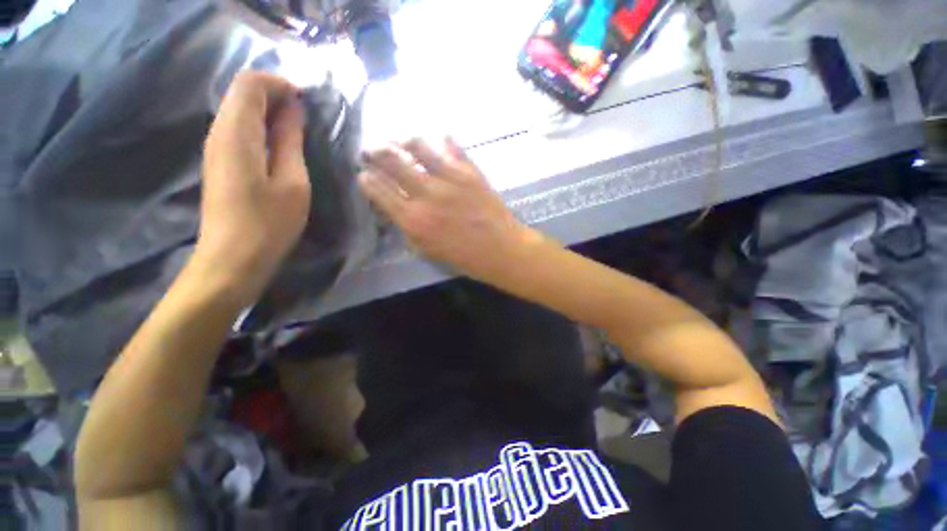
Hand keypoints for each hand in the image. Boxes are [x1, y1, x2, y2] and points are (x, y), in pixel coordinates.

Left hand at [197, 71, 310, 303]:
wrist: (232, 259)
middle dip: (276, 96)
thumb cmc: (269, 223)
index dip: (280, 84)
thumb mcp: (292, 182)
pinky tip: (282, 146)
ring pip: (241, 111)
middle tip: (308, 117)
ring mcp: (216, 148)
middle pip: (243, 93)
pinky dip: (262, 128)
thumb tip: (293, 110)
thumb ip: (290, 141)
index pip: (250, 84)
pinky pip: (240, 130)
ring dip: (270, 113)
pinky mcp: (220, 163)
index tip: (307, 102)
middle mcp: (219, 132)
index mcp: (237, 133)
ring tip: (300, 130)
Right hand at [359, 138, 539, 281]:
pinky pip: (450, 146)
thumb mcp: (427, 250)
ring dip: (404, 140)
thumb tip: (393, 206)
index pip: (378, 189)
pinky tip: (437, 142)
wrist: (501, 249)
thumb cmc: (464, 257)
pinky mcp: (470, 171)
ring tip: (402, 142)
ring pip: (417, 145)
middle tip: (372, 149)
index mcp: (413, 220)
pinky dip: (440, 141)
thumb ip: (407, 227)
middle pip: (391, 160)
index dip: (367, 179)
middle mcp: (427, 194)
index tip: (364, 174)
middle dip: (375, 150)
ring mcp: (449, 179)